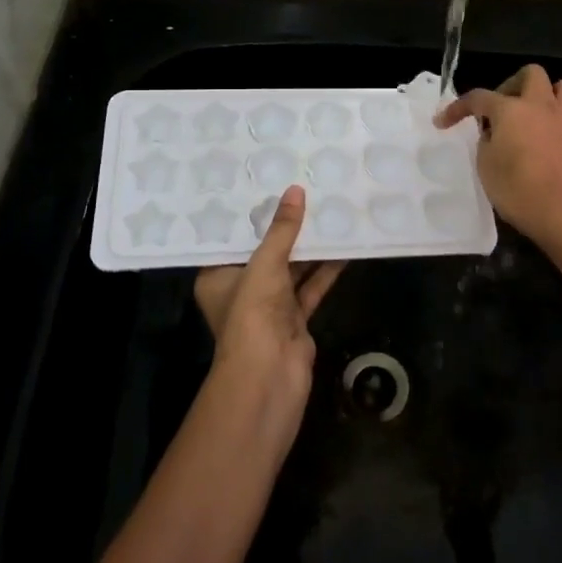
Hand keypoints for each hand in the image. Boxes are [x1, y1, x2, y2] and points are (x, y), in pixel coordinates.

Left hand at [193, 185, 344, 407]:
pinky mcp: (294, 319)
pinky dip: (325, 269)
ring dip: (310, 247)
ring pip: (292, 269)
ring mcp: (269, 307)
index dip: (250, 216)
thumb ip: (282, 229)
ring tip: (328, 212)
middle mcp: (241, 290)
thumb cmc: (252, 314)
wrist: (270, 376)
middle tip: (304, 193)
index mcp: (217, 278)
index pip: (232, 240)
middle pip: (265, 252)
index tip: (266, 186)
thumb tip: (296, 190)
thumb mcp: (265, 263)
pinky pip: (311, 286)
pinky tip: (344, 246)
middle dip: (285, 228)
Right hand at [435, 64, 561, 277]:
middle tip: (501, 108)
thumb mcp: (485, 168)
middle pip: (532, 74)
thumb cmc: (519, 192)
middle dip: (513, 84)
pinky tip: (559, 143)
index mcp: (512, 111)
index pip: (479, 97)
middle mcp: (542, 107)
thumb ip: (486, 142)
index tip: (443, 122)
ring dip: (550, 95)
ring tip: (536, 115)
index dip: (458, 108)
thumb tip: (494, 133)